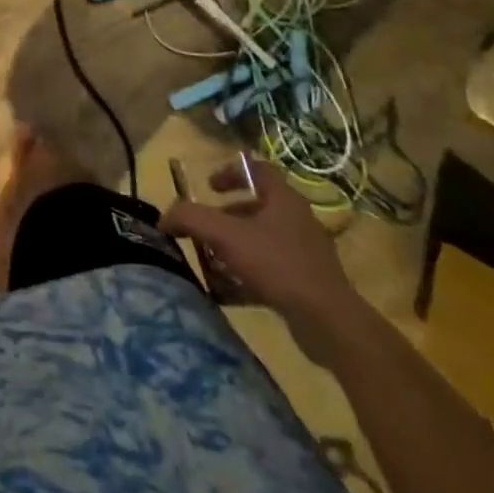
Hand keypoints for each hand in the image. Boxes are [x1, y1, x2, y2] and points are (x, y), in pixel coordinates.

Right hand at [162, 160, 362, 360]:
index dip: (231, 171)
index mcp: (284, 199)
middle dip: (226, 217)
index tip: (209, 186)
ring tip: (212, 261)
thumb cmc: (277, 265)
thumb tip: (164, 218)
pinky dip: (249, 274)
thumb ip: (190, 218)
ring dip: (235, 247)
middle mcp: (297, 220)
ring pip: (262, 240)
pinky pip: (271, 269)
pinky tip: (230, 291)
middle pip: (256, 207)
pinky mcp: (308, 283)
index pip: (258, 169)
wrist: (330, 323)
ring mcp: (306, 253)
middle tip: (205, 229)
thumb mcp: (225, 235)